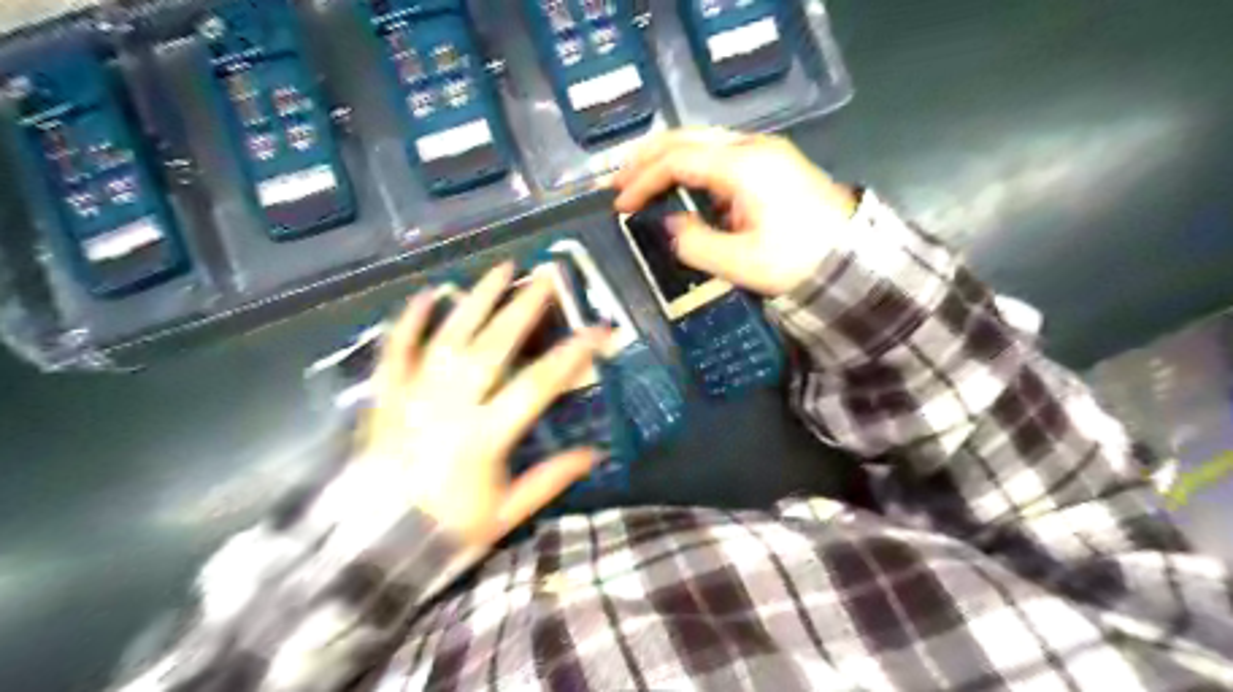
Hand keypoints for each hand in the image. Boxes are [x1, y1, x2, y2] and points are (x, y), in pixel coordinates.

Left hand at [358, 262, 604, 548]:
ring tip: (501, 269)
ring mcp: (413, 396)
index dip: (572, 354)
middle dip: (524, 307)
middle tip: (547, 276)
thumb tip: (594, 454)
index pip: (538, 385)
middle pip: (493, 346)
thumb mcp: (506, 513)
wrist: (370, 547)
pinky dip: (410, 320)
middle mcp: (450, 406)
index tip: (599, 329)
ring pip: (448, 336)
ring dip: (476, 299)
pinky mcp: (385, 397)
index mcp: (484, 436)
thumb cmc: (444, 531)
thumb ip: (550, 479)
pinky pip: (396, 350)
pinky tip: (428, 294)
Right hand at [607, 127, 859, 295]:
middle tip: (618, 181)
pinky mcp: (770, 163)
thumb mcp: (741, 263)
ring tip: (639, 179)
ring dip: (667, 157)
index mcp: (742, 167)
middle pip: (686, 138)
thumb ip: (695, 243)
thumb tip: (671, 225)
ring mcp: (763, 151)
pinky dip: (690, 165)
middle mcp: (750, 147)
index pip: (677, 161)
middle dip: (646, 158)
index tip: (620, 206)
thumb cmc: (797, 261)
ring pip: (702, 141)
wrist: (853, 258)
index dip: (643, 180)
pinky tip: (679, 184)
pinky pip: (719, 154)